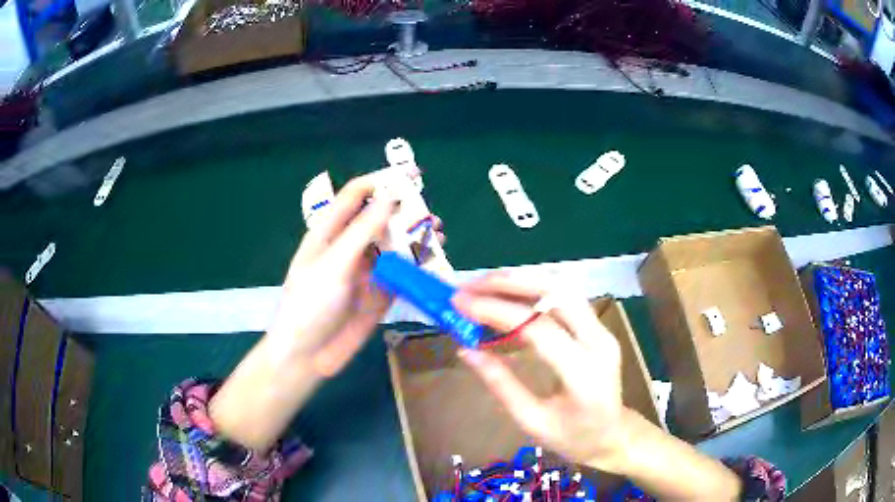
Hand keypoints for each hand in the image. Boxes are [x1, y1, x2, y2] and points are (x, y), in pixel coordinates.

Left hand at [270, 175, 443, 376]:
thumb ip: (362, 231)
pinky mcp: (380, 293)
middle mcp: (349, 246)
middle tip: (429, 213)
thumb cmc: (310, 304)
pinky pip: (402, 273)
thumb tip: (390, 197)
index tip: (412, 176)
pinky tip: (435, 261)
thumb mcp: (333, 264)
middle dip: (404, 211)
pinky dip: (419, 265)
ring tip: (438, 233)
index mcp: (329, 232)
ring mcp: (366, 270)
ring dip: (415, 237)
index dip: (382, 181)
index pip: (356, 195)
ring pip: (394, 245)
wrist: (307, 355)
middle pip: (380, 218)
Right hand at [452, 273, 627, 470]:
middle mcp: (599, 343)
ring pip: (563, 289)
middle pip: (557, 295)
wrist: (613, 435)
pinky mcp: (599, 327)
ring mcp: (603, 331)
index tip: (461, 304)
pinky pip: (566, 298)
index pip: (540, 329)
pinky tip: (509, 294)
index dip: (497, 311)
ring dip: (522, 280)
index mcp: (583, 375)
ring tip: (484, 284)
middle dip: (509, 283)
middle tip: (470, 286)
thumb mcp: (532, 421)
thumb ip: (501, 384)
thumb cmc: (573, 437)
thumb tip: (466, 351)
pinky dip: (534, 290)